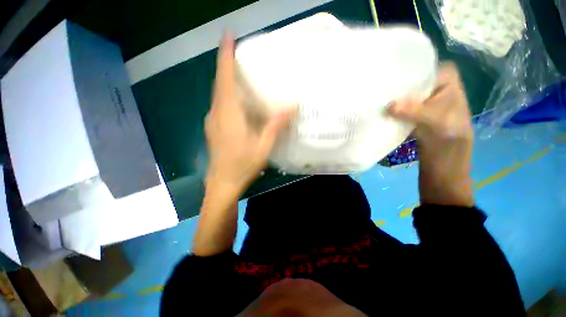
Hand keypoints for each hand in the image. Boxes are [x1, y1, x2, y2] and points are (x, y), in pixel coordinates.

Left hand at [205, 32, 291, 191]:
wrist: (223, 182)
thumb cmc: (243, 165)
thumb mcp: (263, 146)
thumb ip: (275, 125)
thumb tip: (292, 107)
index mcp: (229, 114)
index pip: (225, 79)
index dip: (225, 56)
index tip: (228, 36)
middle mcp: (217, 113)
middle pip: (220, 83)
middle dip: (227, 65)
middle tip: (242, 55)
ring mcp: (212, 120)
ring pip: (219, 94)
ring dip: (228, 81)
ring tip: (243, 76)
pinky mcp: (213, 127)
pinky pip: (220, 105)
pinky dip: (228, 97)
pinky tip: (240, 102)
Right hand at [388, 62, 473, 205]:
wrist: (443, 173)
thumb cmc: (448, 150)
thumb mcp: (437, 128)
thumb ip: (416, 112)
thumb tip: (388, 104)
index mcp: (453, 92)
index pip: (438, 69)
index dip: (420, 67)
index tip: (398, 71)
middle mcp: (441, 97)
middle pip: (421, 83)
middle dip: (404, 83)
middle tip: (383, 85)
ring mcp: (428, 110)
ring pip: (411, 97)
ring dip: (397, 98)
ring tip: (380, 97)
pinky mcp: (417, 122)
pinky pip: (404, 110)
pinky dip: (394, 110)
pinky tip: (382, 112)